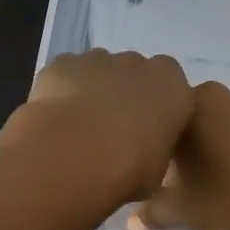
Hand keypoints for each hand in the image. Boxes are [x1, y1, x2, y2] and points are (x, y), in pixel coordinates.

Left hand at [8, 50, 194, 205]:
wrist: (73, 154)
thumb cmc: (128, 168)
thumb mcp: (157, 171)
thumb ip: (155, 150)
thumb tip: (143, 153)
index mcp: (173, 87)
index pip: (172, 89)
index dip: (156, 109)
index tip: (145, 132)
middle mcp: (138, 64)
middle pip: (135, 73)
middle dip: (125, 94)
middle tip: (112, 130)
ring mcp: (98, 59)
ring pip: (100, 69)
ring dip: (94, 89)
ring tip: (80, 126)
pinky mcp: (63, 62)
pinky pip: (67, 72)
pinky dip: (63, 88)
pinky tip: (56, 117)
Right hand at [130, 80, 229, 229]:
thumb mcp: (184, 211)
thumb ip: (153, 212)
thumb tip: (132, 221)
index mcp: (186, 105)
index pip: (152, 120)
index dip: (146, 149)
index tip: (145, 175)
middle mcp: (213, 95)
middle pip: (180, 121)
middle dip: (172, 147)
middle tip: (167, 180)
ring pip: (208, 126)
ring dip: (200, 147)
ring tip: (196, 180)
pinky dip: (225, 149)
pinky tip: (226, 176)